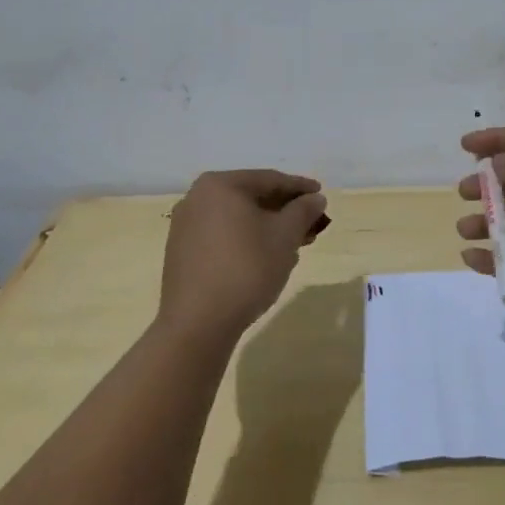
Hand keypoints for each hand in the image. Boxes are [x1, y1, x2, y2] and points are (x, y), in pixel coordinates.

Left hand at [159, 170, 329, 346]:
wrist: (198, 324)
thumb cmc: (246, 268)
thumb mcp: (285, 236)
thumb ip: (303, 210)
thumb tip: (314, 198)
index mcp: (220, 185)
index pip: (269, 179)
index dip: (300, 187)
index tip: (321, 195)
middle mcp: (197, 198)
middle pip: (252, 198)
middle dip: (285, 211)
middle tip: (312, 223)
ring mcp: (186, 226)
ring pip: (238, 219)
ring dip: (268, 228)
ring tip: (295, 244)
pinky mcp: (182, 253)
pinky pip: (223, 236)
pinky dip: (247, 240)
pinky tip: (267, 258)